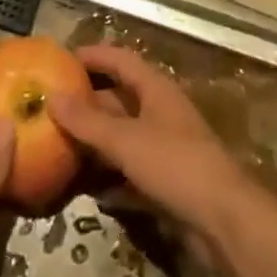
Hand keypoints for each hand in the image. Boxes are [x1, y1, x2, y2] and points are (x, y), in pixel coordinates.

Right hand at [48, 45, 254, 239]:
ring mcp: (165, 147)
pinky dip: (111, 177)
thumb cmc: (175, 164)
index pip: (120, 59)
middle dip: (88, 103)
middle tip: (51, 109)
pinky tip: (88, 189)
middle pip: (119, 98)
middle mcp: (160, 111)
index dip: (93, 56)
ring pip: (123, 136)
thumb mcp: (126, 140)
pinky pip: (131, 171)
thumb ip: (88, 121)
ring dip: (96, 142)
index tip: (61, 60)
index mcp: (155, 88)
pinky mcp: (167, 182)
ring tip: (60, 147)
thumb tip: (52, 96)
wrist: (224, 220)